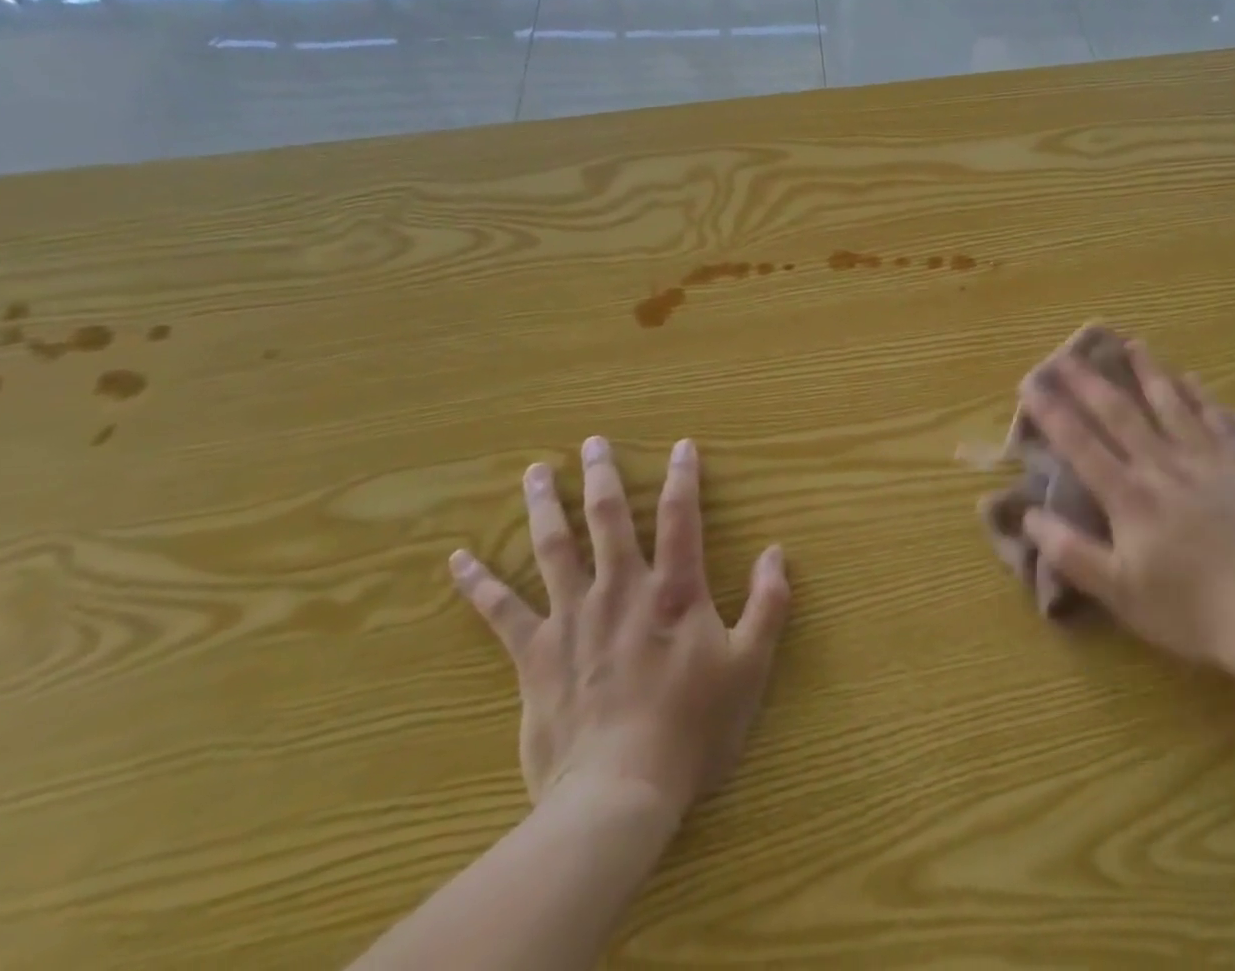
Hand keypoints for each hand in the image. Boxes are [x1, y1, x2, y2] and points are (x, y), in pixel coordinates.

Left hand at [448, 436, 791, 812]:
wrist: (619, 793)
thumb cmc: (691, 728)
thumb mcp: (749, 666)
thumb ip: (768, 604)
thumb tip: (776, 552)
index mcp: (673, 591)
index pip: (680, 517)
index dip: (683, 477)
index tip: (681, 445)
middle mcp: (620, 589)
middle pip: (608, 518)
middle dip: (602, 475)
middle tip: (592, 442)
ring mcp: (572, 618)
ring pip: (554, 547)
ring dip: (545, 506)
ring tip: (535, 472)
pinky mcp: (536, 654)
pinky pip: (501, 611)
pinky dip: (479, 583)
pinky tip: (459, 559)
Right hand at [1017, 342, 1234, 668]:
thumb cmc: (1186, 610)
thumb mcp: (1117, 591)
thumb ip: (1070, 551)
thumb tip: (1029, 514)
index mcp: (1128, 496)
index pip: (1080, 443)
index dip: (1052, 411)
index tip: (1030, 382)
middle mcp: (1161, 468)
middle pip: (1119, 413)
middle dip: (1089, 381)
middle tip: (1067, 353)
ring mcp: (1204, 464)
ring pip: (1170, 406)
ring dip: (1147, 373)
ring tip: (1131, 344)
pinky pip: (1218, 423)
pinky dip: (1202, 398)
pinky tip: (1192, 379)